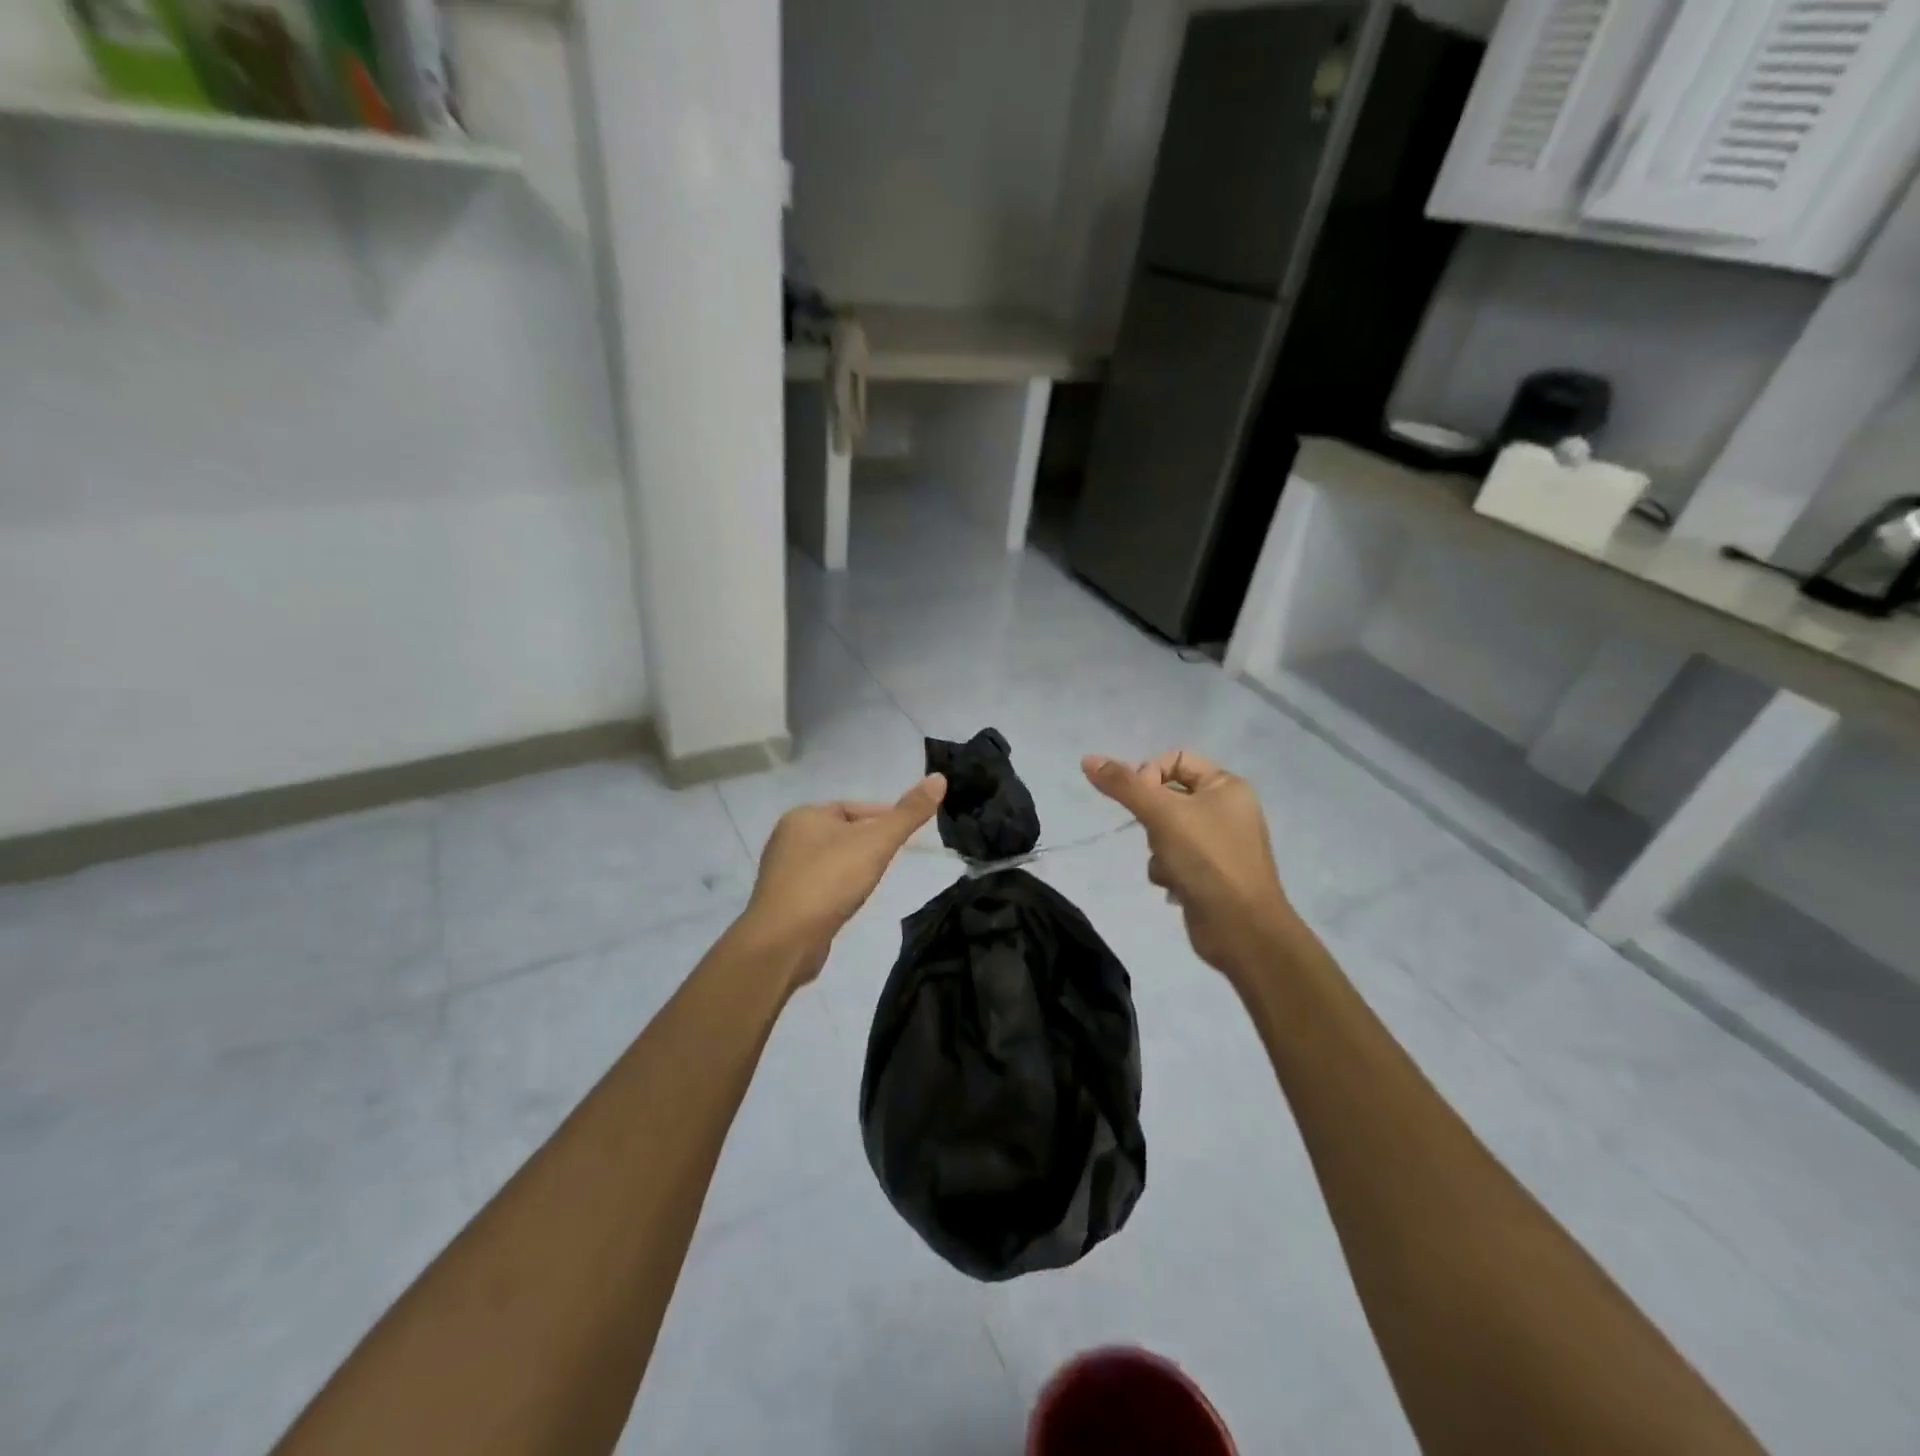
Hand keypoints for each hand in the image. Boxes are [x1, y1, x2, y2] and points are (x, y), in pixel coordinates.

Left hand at [741, 773, 946, 989]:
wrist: (783, 941)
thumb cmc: (829, 881)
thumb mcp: (876, 842)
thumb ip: (908, 813)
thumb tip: (939, 778)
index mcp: (804, 815)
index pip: (854, 808)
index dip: (884, 818)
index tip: (907, 835)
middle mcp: (788, 838)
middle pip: (842, 833)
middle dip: (869, 844)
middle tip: (895, 859)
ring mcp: (783, 872)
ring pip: (831, 860)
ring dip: (853, 867)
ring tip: (875, 881)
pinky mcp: (784, 902)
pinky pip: (820, 886)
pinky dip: (838, 889)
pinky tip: (850, 902)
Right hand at [1082, 751, 1291, 980]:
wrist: (1242, 929)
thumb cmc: (1207, 860)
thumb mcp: (1162, 814)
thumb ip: (1123, 785)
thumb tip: (1087, 759)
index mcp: (1227, 786)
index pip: (1175, 760)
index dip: (1150, 775)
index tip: (1140, 800)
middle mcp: (1226, 809)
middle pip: (1166, 797)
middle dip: (1153, 820)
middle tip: (1159, 836)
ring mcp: (1218, 843)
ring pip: (1164, 830)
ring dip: (1158, 850)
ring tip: (1172, 868)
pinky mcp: (1209, 873)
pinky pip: (1173, 858)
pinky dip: (1168, 871)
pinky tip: (1177, 888)